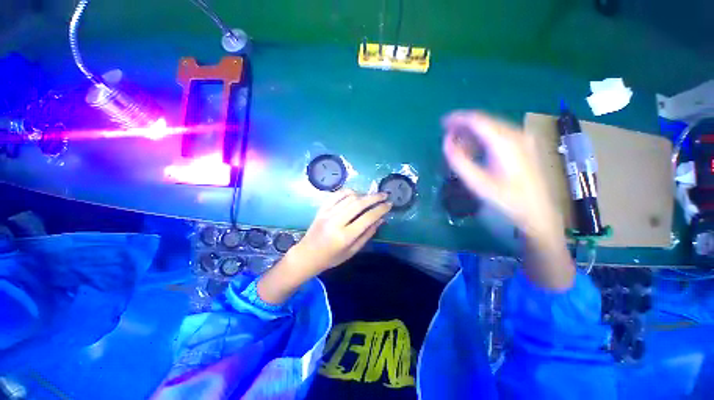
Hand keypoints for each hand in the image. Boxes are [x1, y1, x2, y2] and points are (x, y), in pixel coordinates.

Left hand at [257, 190, 391, 303]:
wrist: (307, 254)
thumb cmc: (332, 257)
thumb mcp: (352, 251)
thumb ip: (367, 234)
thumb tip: (380, 219)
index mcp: (345, 236)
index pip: (367, 218)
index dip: (380, 209)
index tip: (389, 205)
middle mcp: (336, 222)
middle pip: (359, 204)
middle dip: (374, 197)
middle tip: (385, 195)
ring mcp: (327, 213)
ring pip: (349, 197)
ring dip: (363, 195)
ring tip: (372, 197)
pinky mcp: (321, 209)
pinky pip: (337, 195)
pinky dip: (348, 192)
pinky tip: (355, 194)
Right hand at [442, 111, 573, 288]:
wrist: (537, 212)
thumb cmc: (506, 199)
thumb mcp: (477, 182)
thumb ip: (459, 160)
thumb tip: (446, 142)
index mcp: (504, 142)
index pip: (478, 120)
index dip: (458, 118)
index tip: (442, 123)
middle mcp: (515, 135)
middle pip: (485, 121)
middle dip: (463, 125)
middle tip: (446, 133)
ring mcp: (522, 139)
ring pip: (492, 127)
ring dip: (472, 132)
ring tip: (456, 142)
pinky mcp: (523, 146)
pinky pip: (498, 134)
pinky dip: (482, 138)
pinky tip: (474, 148)